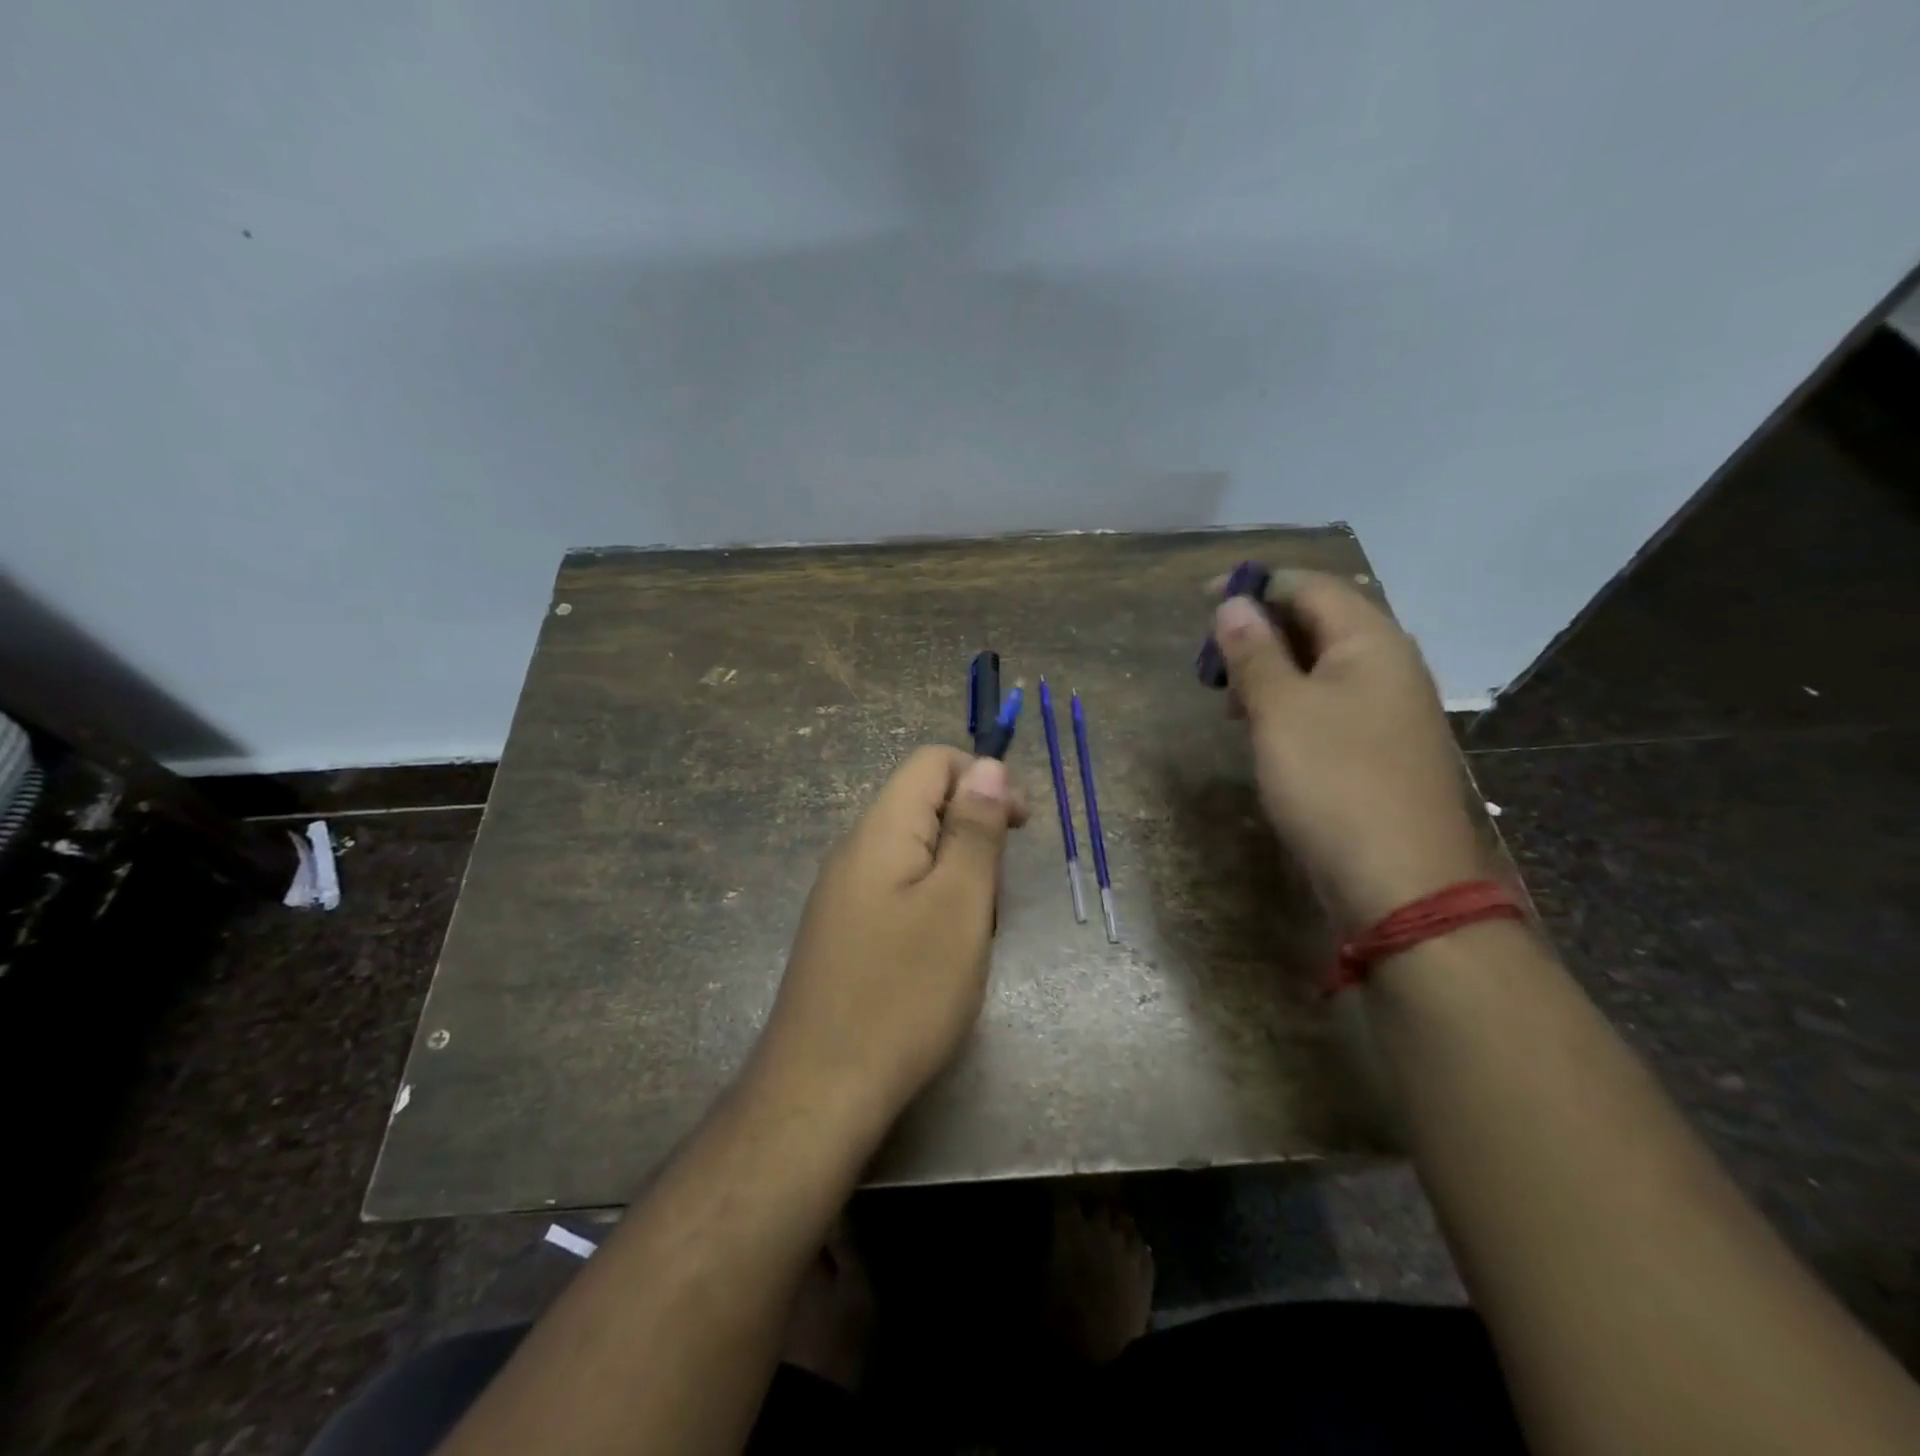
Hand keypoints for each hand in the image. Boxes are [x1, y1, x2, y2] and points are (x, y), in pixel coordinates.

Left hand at [753, 746, 1027, 1124]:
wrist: (821, 1090)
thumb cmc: (904, 992)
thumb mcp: (959, 904)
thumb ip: (974, 829)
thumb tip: (985, 765)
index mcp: (880, 829)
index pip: (933, 762)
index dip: (983, 778)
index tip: (1020, 825)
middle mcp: (854, 850)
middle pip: (923, 805)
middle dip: (973, 834)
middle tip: (996, 896)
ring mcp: (843, 894)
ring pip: (915, 853)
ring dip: (957, 878)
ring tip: (973, 934)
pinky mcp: (843, 932)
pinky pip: (897, 893)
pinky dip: (932, 907)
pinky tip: (940, 957)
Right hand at [1213, 571, 1482, 931]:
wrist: (1400, 883)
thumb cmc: (1333, 783)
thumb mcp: (1280, 711)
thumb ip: (1254, 652)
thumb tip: (1233, 603)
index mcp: (1371, 642)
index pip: (1310, 586)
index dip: (1256, 586)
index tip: (1203, 602)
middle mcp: (1389, 665)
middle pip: (1319, 622)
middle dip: (1261, 631)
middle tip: (1212, 661)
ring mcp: (1389, 709)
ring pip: (1322, 666)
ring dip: (1272, 669)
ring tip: (1230, 699)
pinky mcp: (1380, 748)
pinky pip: (1330, 703)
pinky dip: (1291, 702)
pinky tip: (1264, 730)